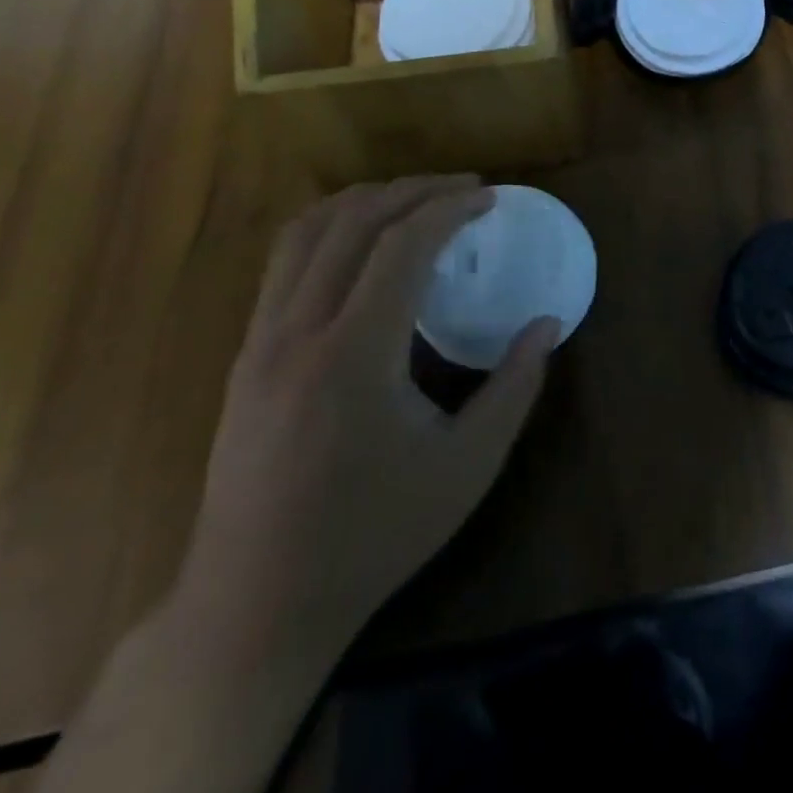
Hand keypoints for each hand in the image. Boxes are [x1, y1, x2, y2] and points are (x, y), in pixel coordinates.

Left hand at [177, 176, 556, 653]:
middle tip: (466, 188)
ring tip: (417, 198)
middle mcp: (297, 334)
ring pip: (306, 234)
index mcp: (354, 356)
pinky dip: (330, 228)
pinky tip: (363, 240)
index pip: (401, 247)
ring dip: (367, 201)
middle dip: (414, 191)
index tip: (491, 197)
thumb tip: (547, 323)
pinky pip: (284, 264)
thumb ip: (515, 386)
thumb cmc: (373, 536)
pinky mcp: (246, 357)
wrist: (256, 604)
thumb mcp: (468, 466)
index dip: (450, 209)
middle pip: (352, 223)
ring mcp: (260, 343)